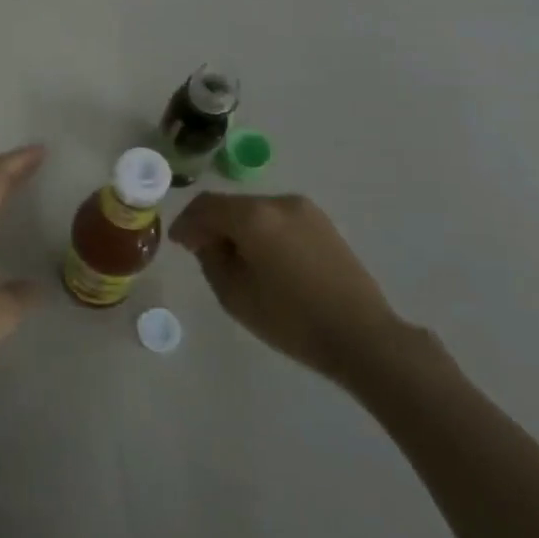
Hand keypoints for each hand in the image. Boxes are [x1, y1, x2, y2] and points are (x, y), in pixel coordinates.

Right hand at [169, 193, 406, 382]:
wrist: (361, 335)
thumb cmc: (291, 319)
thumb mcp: (234, 295)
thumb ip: (211, 259)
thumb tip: (208, 241)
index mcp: (254, 216)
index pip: (206, 206)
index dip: (186, 222)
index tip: (178, 243)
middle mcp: (279, 202)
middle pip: (232, 205)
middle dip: (211, 224)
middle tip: (199, 250)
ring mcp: (305, 210)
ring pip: (256, 211)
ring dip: (237, 227)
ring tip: (230, 257)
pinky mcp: (323, 224)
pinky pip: (278, 219)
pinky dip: (260, 231)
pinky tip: (260, 257)